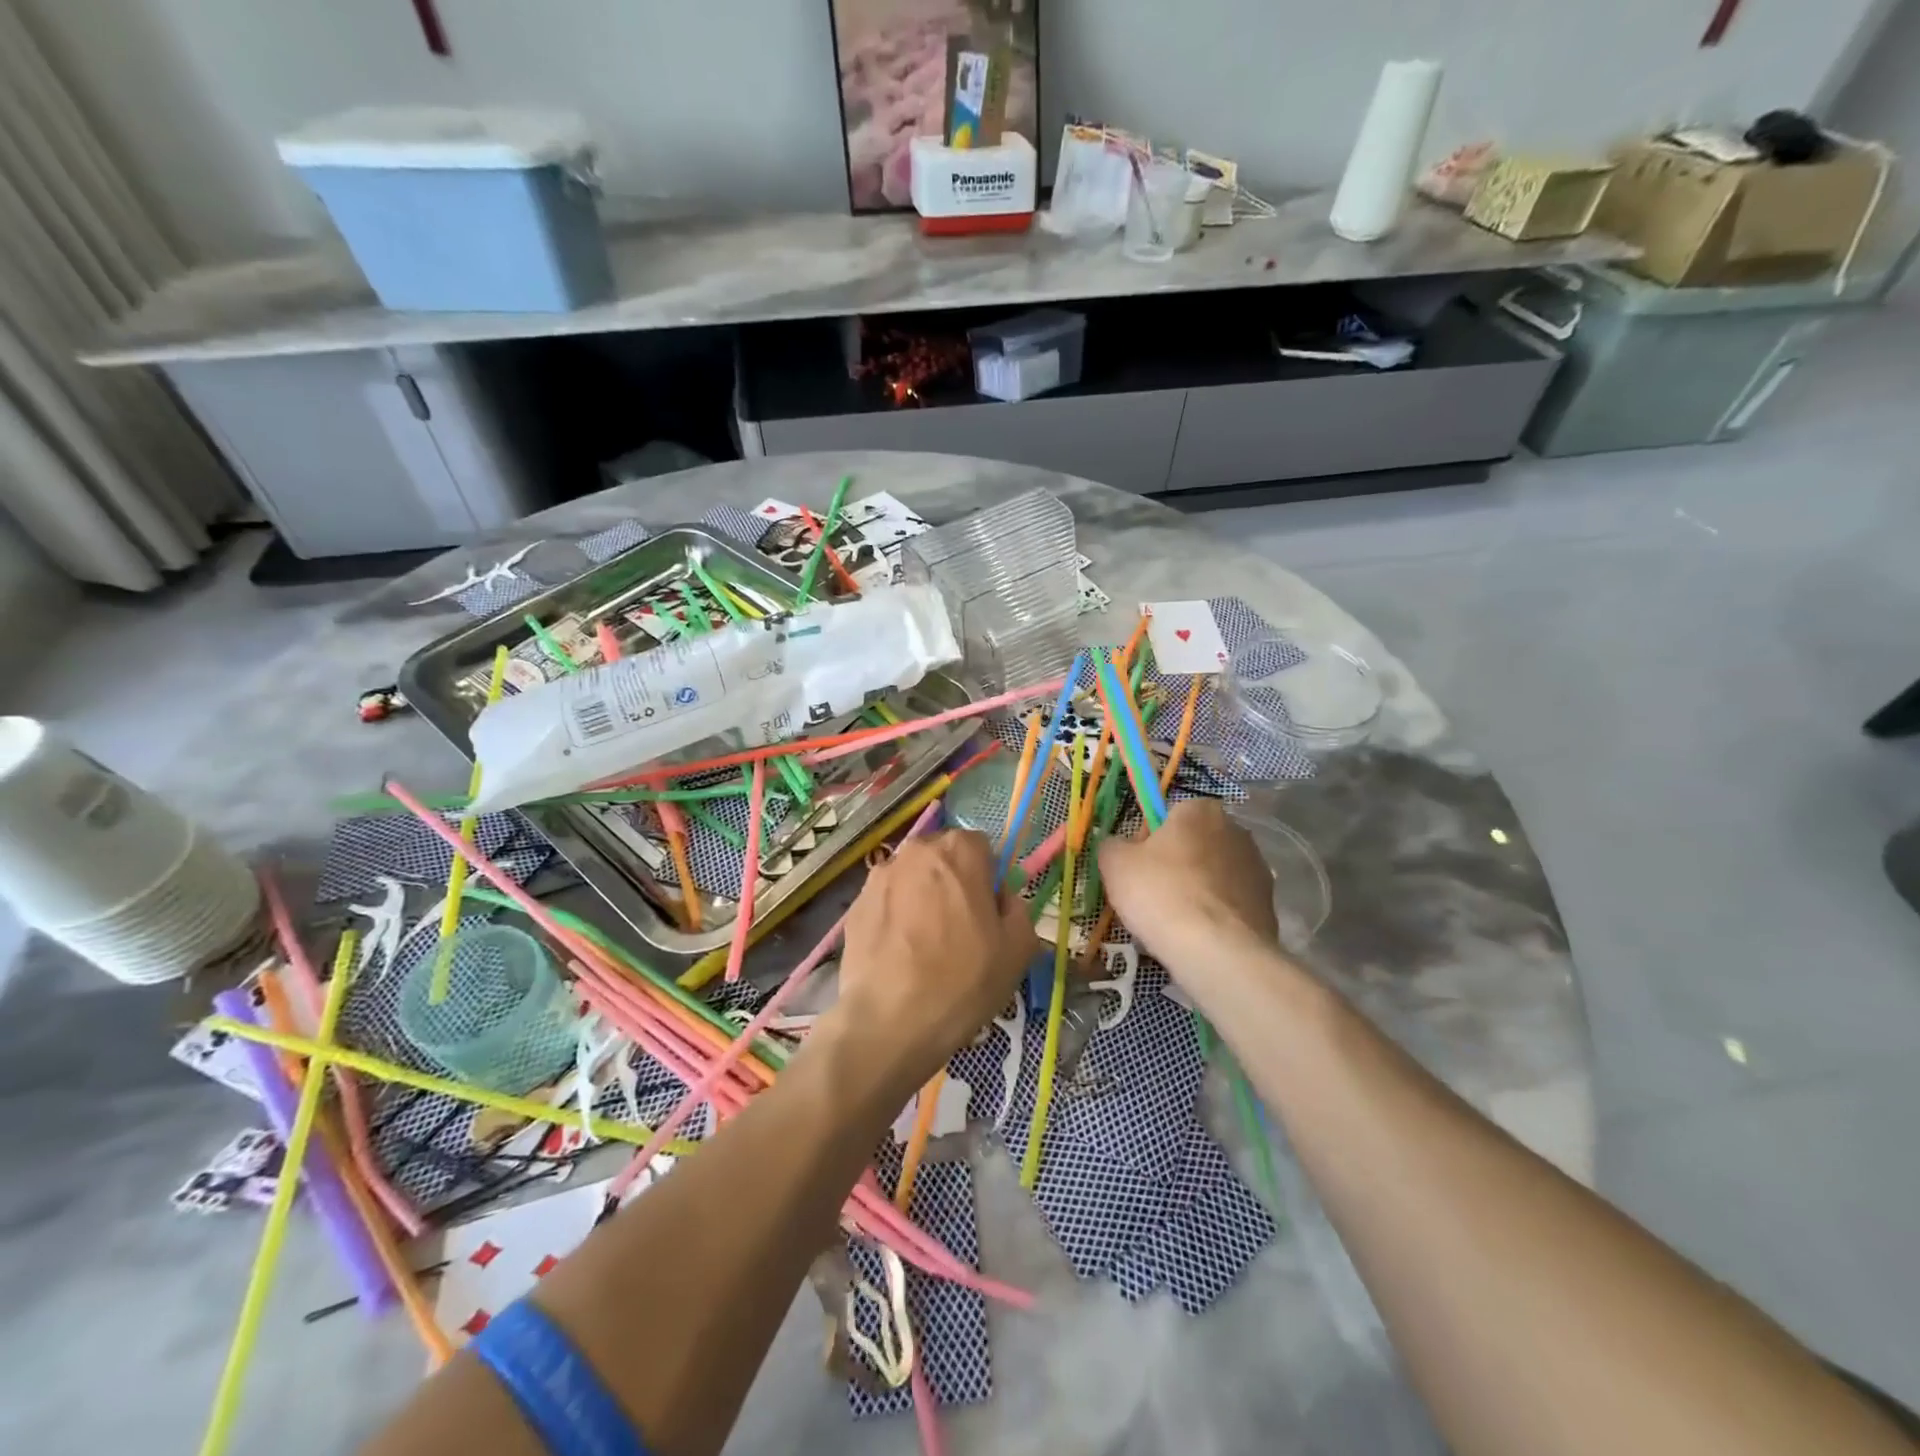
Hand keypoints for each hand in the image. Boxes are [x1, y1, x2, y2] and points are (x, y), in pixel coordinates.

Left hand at [830, 828, 1036, 1097]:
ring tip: (925, 945)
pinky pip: (886, 903)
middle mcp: (916, 851)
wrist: (889, 1022)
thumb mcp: (1018, 949)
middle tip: (959, 928)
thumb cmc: (963, 982)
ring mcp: (879, 877)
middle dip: (952, 882)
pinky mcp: (854, 905)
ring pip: (912, 879)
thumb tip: (1001, 898)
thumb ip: (1017, 908)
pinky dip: (894, 919)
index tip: (987, 912)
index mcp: (959, 851)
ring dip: (921, 898)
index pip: (981, 846)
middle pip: (942, 858)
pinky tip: (899, 956)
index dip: (987, 877)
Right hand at [1096, 799, 1278, 979]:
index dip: (1148, 841)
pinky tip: (1199, 937)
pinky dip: (1215, 915)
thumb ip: (1112, 845)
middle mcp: (1237, 831)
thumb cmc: (1161, 894)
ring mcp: (1258, 868)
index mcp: (1201, 810)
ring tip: (1175, 923)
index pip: (1168, 816)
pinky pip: (1230, 904)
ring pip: (1213, 875)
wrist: (1217, 952)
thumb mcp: (1115, 864)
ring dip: (1197, 890)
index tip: (1137, 868)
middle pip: (1194, 844)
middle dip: (1175, 865)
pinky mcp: (1269, 905)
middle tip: (1152, 896)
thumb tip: (1117, 846)